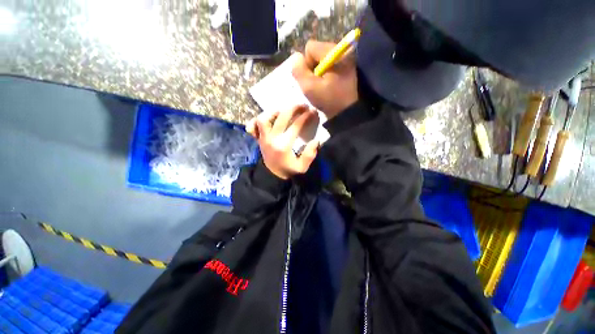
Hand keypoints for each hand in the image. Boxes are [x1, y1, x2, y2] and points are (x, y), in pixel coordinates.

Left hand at [245, 105, 319, 179]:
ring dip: (274, 111)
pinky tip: (267, 118)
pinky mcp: (258, 139)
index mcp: (283, 145)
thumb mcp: (302, 167)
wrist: (272, 176)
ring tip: (284, 110)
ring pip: (263, 118)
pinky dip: (257, 120)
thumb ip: (310, 155)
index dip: (305, 117)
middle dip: (293, 108)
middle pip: (280, 117)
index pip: (295, 126)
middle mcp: (271, 139)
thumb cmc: (288, 171)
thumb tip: (316, 141)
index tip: (313, 112)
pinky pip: (253, 126)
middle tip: (302, 105)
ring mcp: (263, 138)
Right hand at [292, 40, 357, 119]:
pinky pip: (328, 66)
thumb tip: (296, 58)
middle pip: (316, 53)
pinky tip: (327, 86)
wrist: (347, 113)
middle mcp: (341, 51)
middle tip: (317, 84)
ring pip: (321, 60)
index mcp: (334, 53)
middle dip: (312, 68)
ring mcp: (345, 59)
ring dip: (318, 73)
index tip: (311, 79)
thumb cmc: (329, 100)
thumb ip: (299, 71)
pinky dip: (325, 75)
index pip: (310, 47)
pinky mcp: (346, 68)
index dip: (306, 64)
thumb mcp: (309, 88)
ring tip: (322, 87)